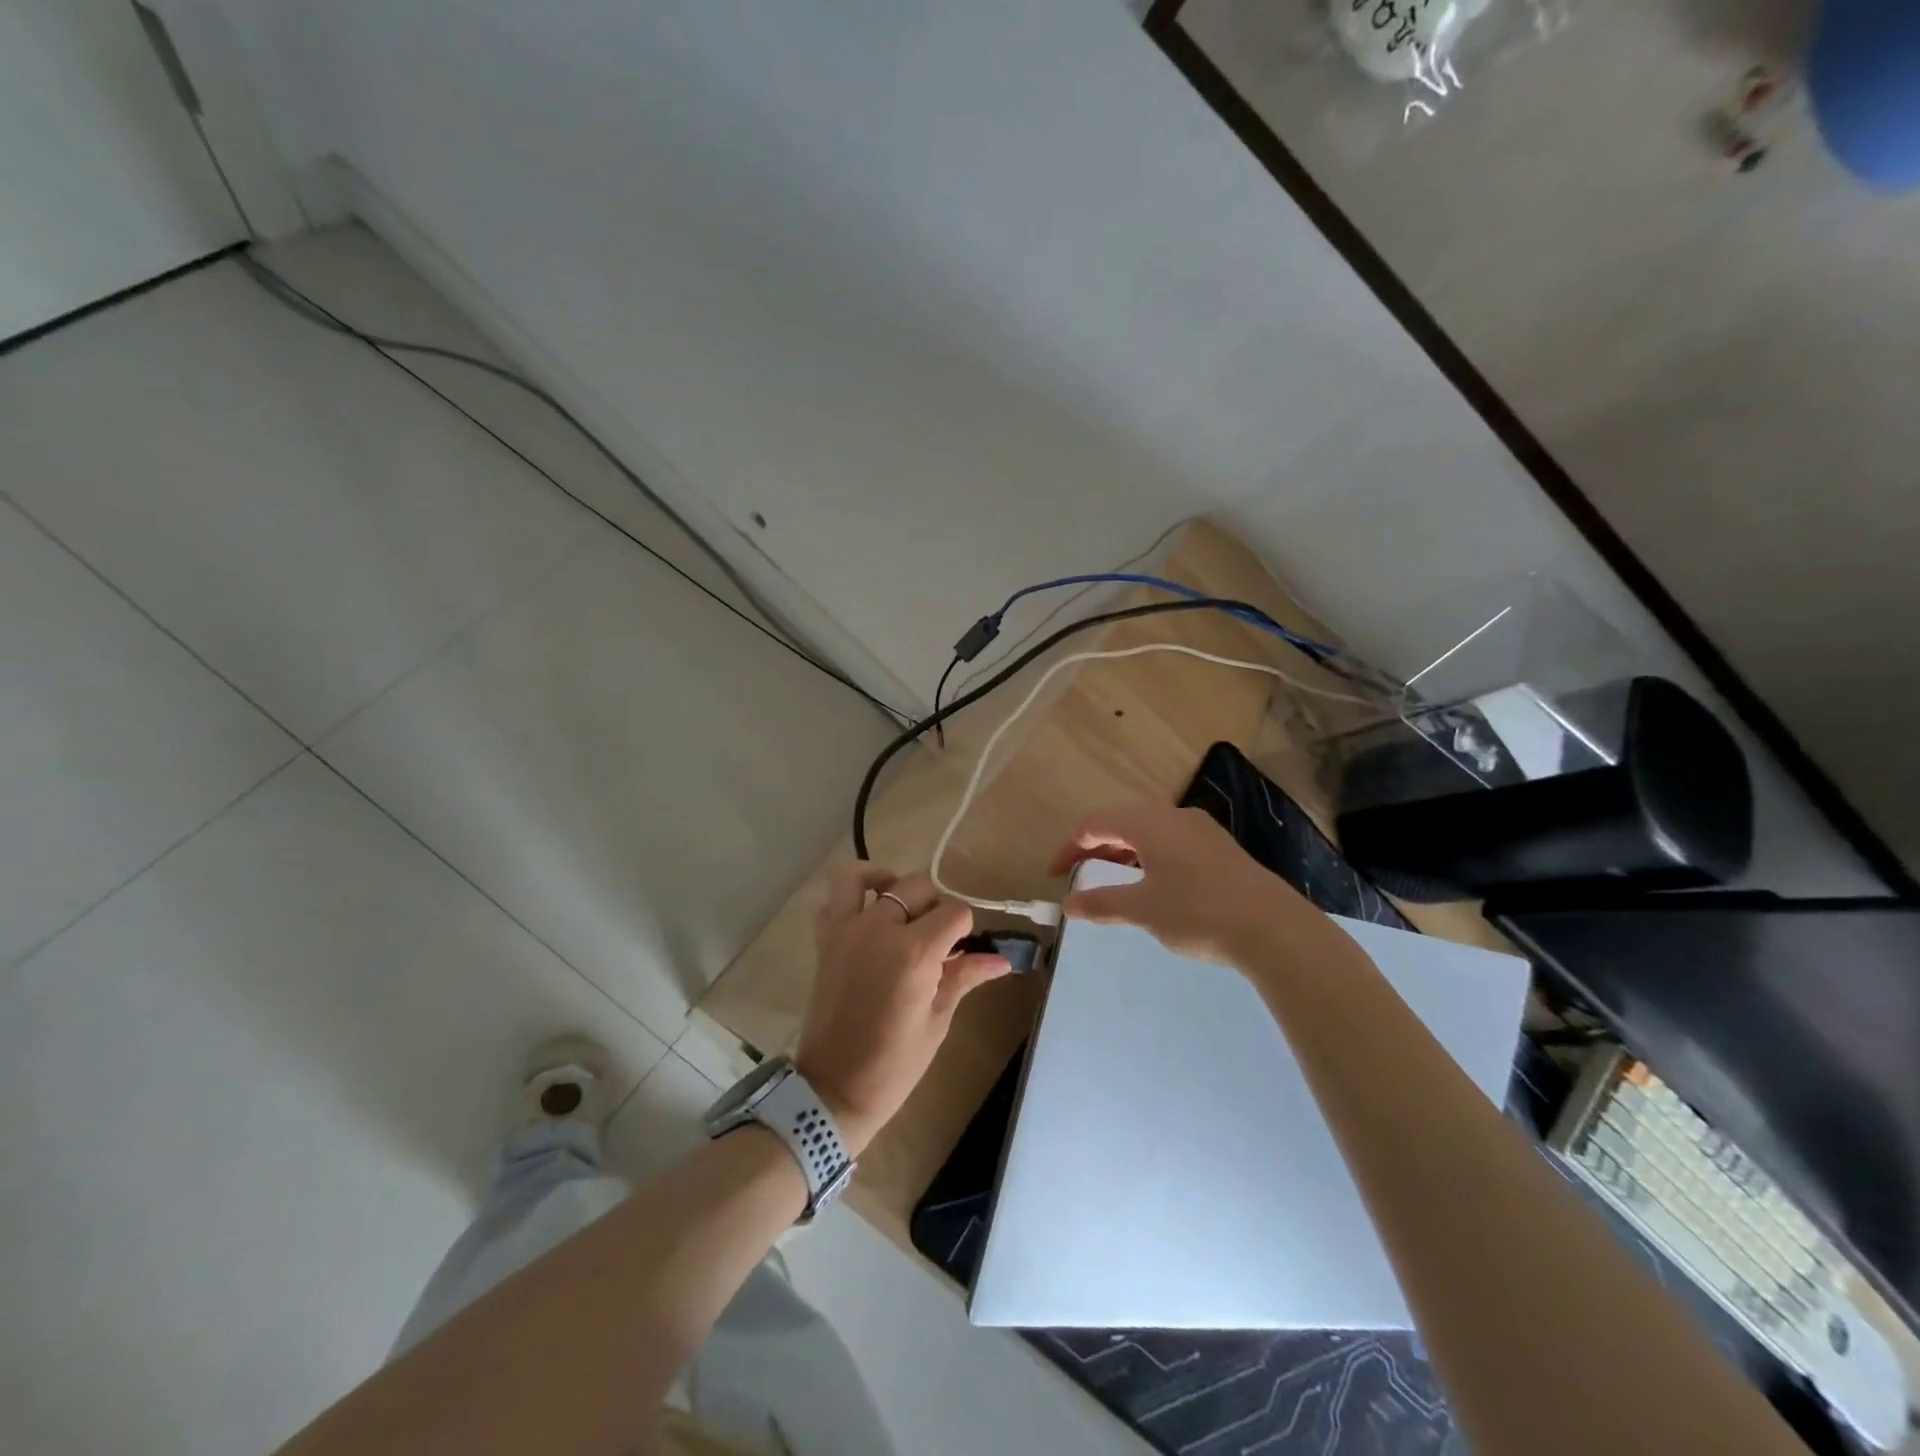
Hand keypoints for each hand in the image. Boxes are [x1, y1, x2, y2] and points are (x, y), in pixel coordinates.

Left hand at [796, 865, 1011, 1156]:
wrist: (834, 1089)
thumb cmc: (895, 1064)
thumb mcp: (937, 1020)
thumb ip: (964, 976)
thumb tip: (1001, 960)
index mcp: (915, 952)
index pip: (955, 913)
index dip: (965, 929)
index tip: (964, 951)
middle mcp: (880, 928)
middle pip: (918, 887)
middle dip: (935, 907)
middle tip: (937, 941)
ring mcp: (847, 930)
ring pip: (869, 877)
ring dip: (890, 884)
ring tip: (901, 910)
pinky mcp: (825, 939)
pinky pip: (834, 898)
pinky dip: (852, 894)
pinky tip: (869, 912)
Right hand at [1048, 802, 1337, 967]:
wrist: (1275, 930)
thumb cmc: (1198, 913)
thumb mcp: (1143, 910)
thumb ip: (1101, 903)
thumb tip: (1068, 903)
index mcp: (1149, 823)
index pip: (1094, 823)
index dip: (1068, 847)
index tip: (1054, 875)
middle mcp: (1173, 816)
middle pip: (1121, 822)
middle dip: (1094, 847)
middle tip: (1076, 874)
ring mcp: (1201, 830)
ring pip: (1148, 831)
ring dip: (1122, 852)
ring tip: (1109, 880)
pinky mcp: (1220, 848)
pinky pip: (1170, 841)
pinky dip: (1148, 856)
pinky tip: (1151, 883)